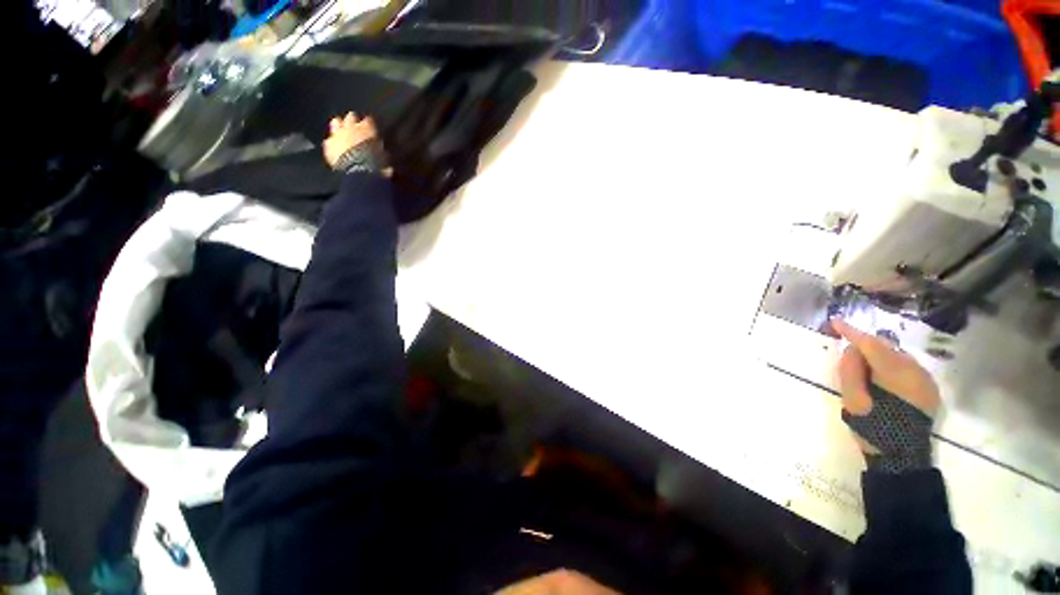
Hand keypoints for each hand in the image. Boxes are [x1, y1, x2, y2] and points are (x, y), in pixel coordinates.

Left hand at [323, 112, 380, 168]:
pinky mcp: (329, 144)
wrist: (358, 169)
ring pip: (336, 122)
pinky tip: (335, 149)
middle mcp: (351, 126)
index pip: (369, 120)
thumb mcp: (383, 158)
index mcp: (367, 128)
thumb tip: (386, 160)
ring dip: (339, 127)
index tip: (371, 130)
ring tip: (342, 134)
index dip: (369, 125)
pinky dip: (332, 144)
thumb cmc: (376, 163)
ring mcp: (338, 133)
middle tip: (356, 129)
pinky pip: (328, 141)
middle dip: (353, 121)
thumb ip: (381, 153)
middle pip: (351, 116)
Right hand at [833, 318, 939, 466]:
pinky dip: (890, 365)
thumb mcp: (854, 401)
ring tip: (862, 366)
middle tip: (846, 350)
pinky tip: (880, 376)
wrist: (903, 458)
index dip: (852, 332)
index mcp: (897, 375)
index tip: (835, 321)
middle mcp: (916, 372)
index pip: (872, 345)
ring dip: (878, 355)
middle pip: (887, 347)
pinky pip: (906, 367)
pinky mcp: (928, 388)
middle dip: (866, 345)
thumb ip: (851, 371)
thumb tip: (851, 350)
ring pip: (897, 356)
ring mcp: (926, 380)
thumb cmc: (874, 429)